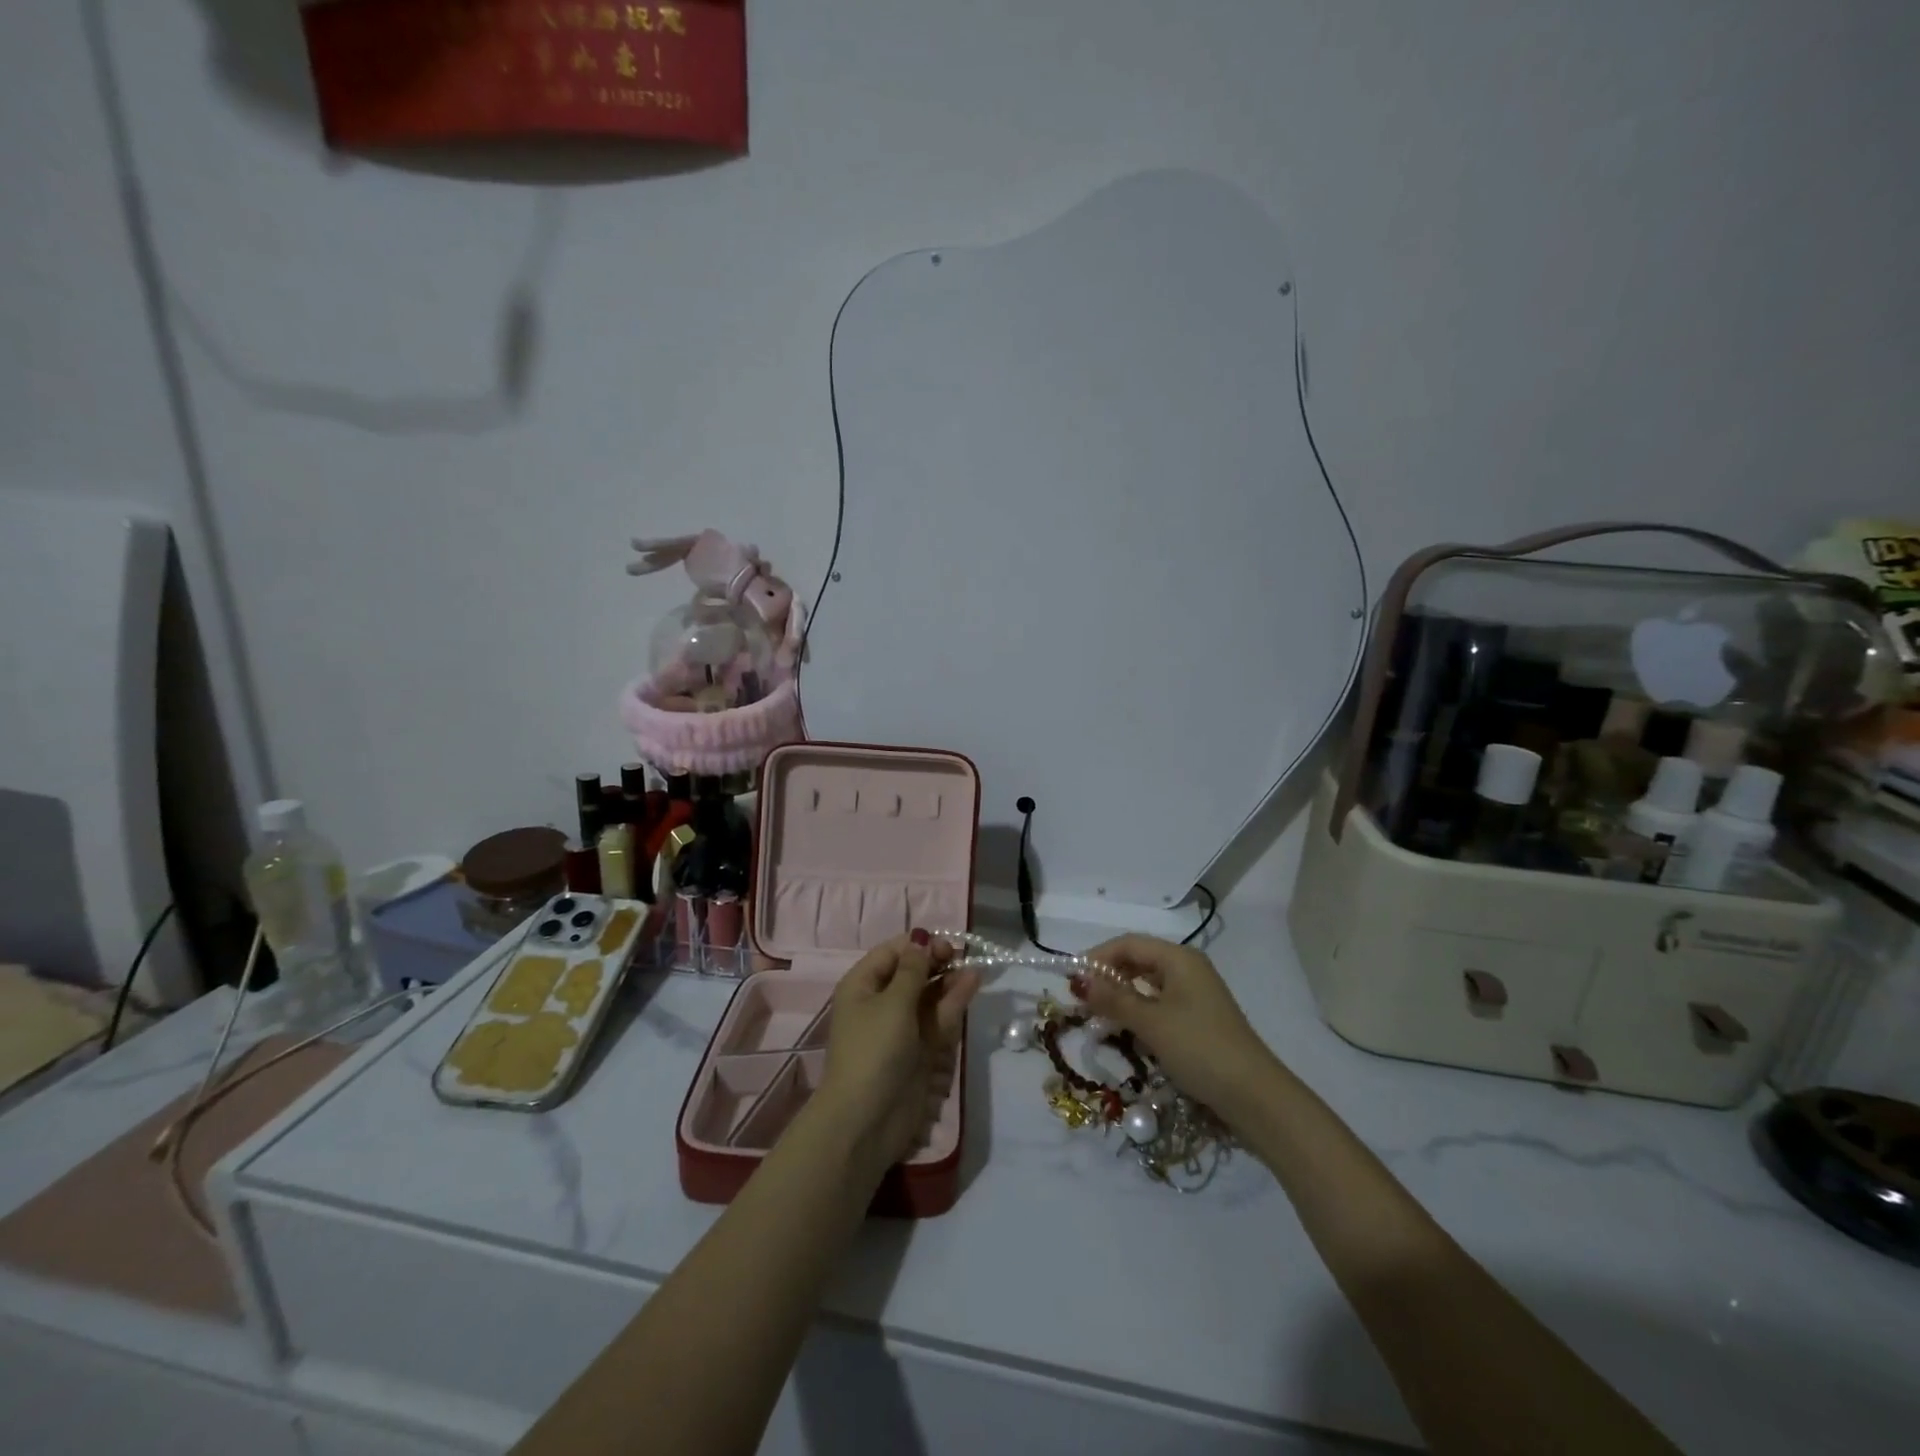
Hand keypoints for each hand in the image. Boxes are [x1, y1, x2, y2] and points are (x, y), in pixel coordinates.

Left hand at [818, 933, 979, 1172]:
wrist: (867, 1120)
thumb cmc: (874, 1050)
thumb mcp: (893, 1003)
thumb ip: (913, 970)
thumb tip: (921, 940)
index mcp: (862, 985)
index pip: (892, 952)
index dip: (918, 945)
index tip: (945, 943)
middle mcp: (880, 1001)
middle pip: (912, 972)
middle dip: (936, 961)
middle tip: (961, 955)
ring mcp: (901, 1027)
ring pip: (928, 995)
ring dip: (949, 980)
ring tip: (974, 968)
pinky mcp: (920, 1048)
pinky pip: (937, 1017)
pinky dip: (953, 1002)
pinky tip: (972, 984)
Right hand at [1080, 934, 1278, 1123]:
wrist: (1254, 1095)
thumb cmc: (1199, 1048)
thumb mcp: (1151, 1023)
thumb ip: (1113, 999)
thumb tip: (1079, 980)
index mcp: (1179, 958)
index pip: (1128, 944)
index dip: (1097, 957)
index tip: (1072, 979)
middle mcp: (1188, 968)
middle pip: (1138, 961)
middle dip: (1108, 977)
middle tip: (1081, 1000)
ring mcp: (1195, 994)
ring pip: (1148, 985)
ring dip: (1122, 997)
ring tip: (1098, 1016)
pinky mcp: (1199, 1019)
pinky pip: (1160, 1004)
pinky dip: (1139, 1012)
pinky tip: (1126, 1030)